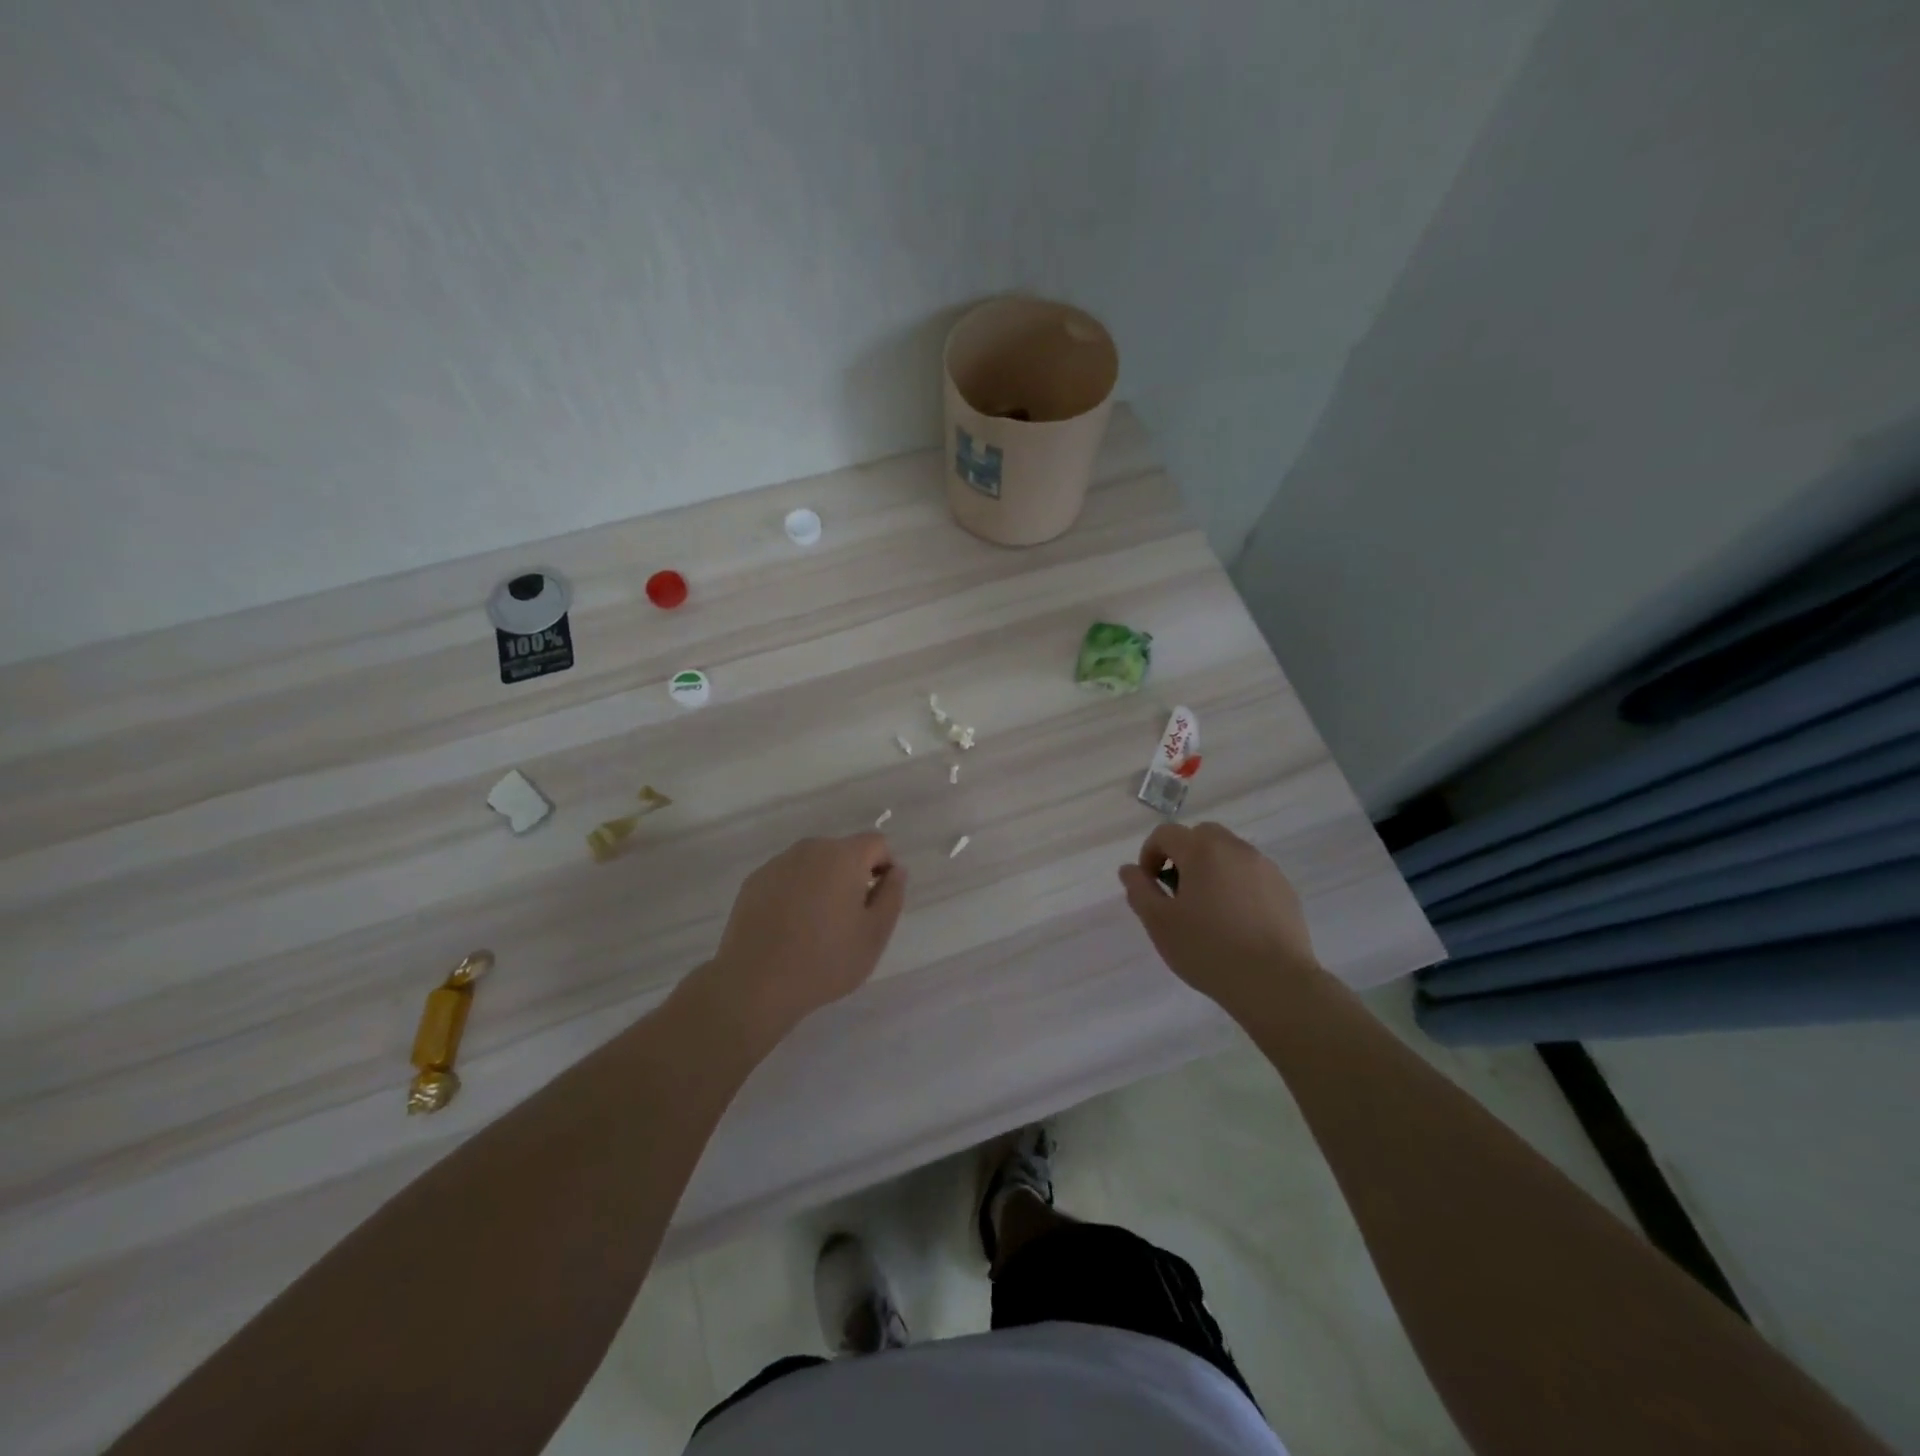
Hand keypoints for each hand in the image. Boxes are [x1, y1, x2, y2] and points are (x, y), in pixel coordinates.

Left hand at [700, 833, 906, 1048]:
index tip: (876, 903)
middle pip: (843, 851)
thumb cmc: (825, 960)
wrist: (755, 984)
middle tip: (848, 920)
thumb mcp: (875, 934)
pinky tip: (788, 928)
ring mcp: (777, 863)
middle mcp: (810, 849)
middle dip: (852, 876)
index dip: (884, 868)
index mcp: (843, 856)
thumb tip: (895, 871)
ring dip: (822, 884)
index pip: (876, 843)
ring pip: (813, 864)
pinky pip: (787, 878)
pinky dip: (795, 893)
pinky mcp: (754, 881)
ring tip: (815, 927)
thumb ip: (892, 896)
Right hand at [1118, 822, 1321, 1014]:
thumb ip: (1139, 890)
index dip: (1150, 854)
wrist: (1274, 983)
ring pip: (1229, 853)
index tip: (1150, 886)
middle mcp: (1235, 848)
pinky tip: (1236, 920)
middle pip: (1201, 835)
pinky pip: (1251, 873)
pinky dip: (1237, 884)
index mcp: (1201, 851)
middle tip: (1178, 892)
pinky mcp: (1284, 889)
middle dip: (1183, 855)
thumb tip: (1129, 870)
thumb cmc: (1208, 950)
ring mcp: (1264, 867)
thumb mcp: (1159, 923)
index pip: (1166, 833)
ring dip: (1211, 868)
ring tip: (1208, 909)